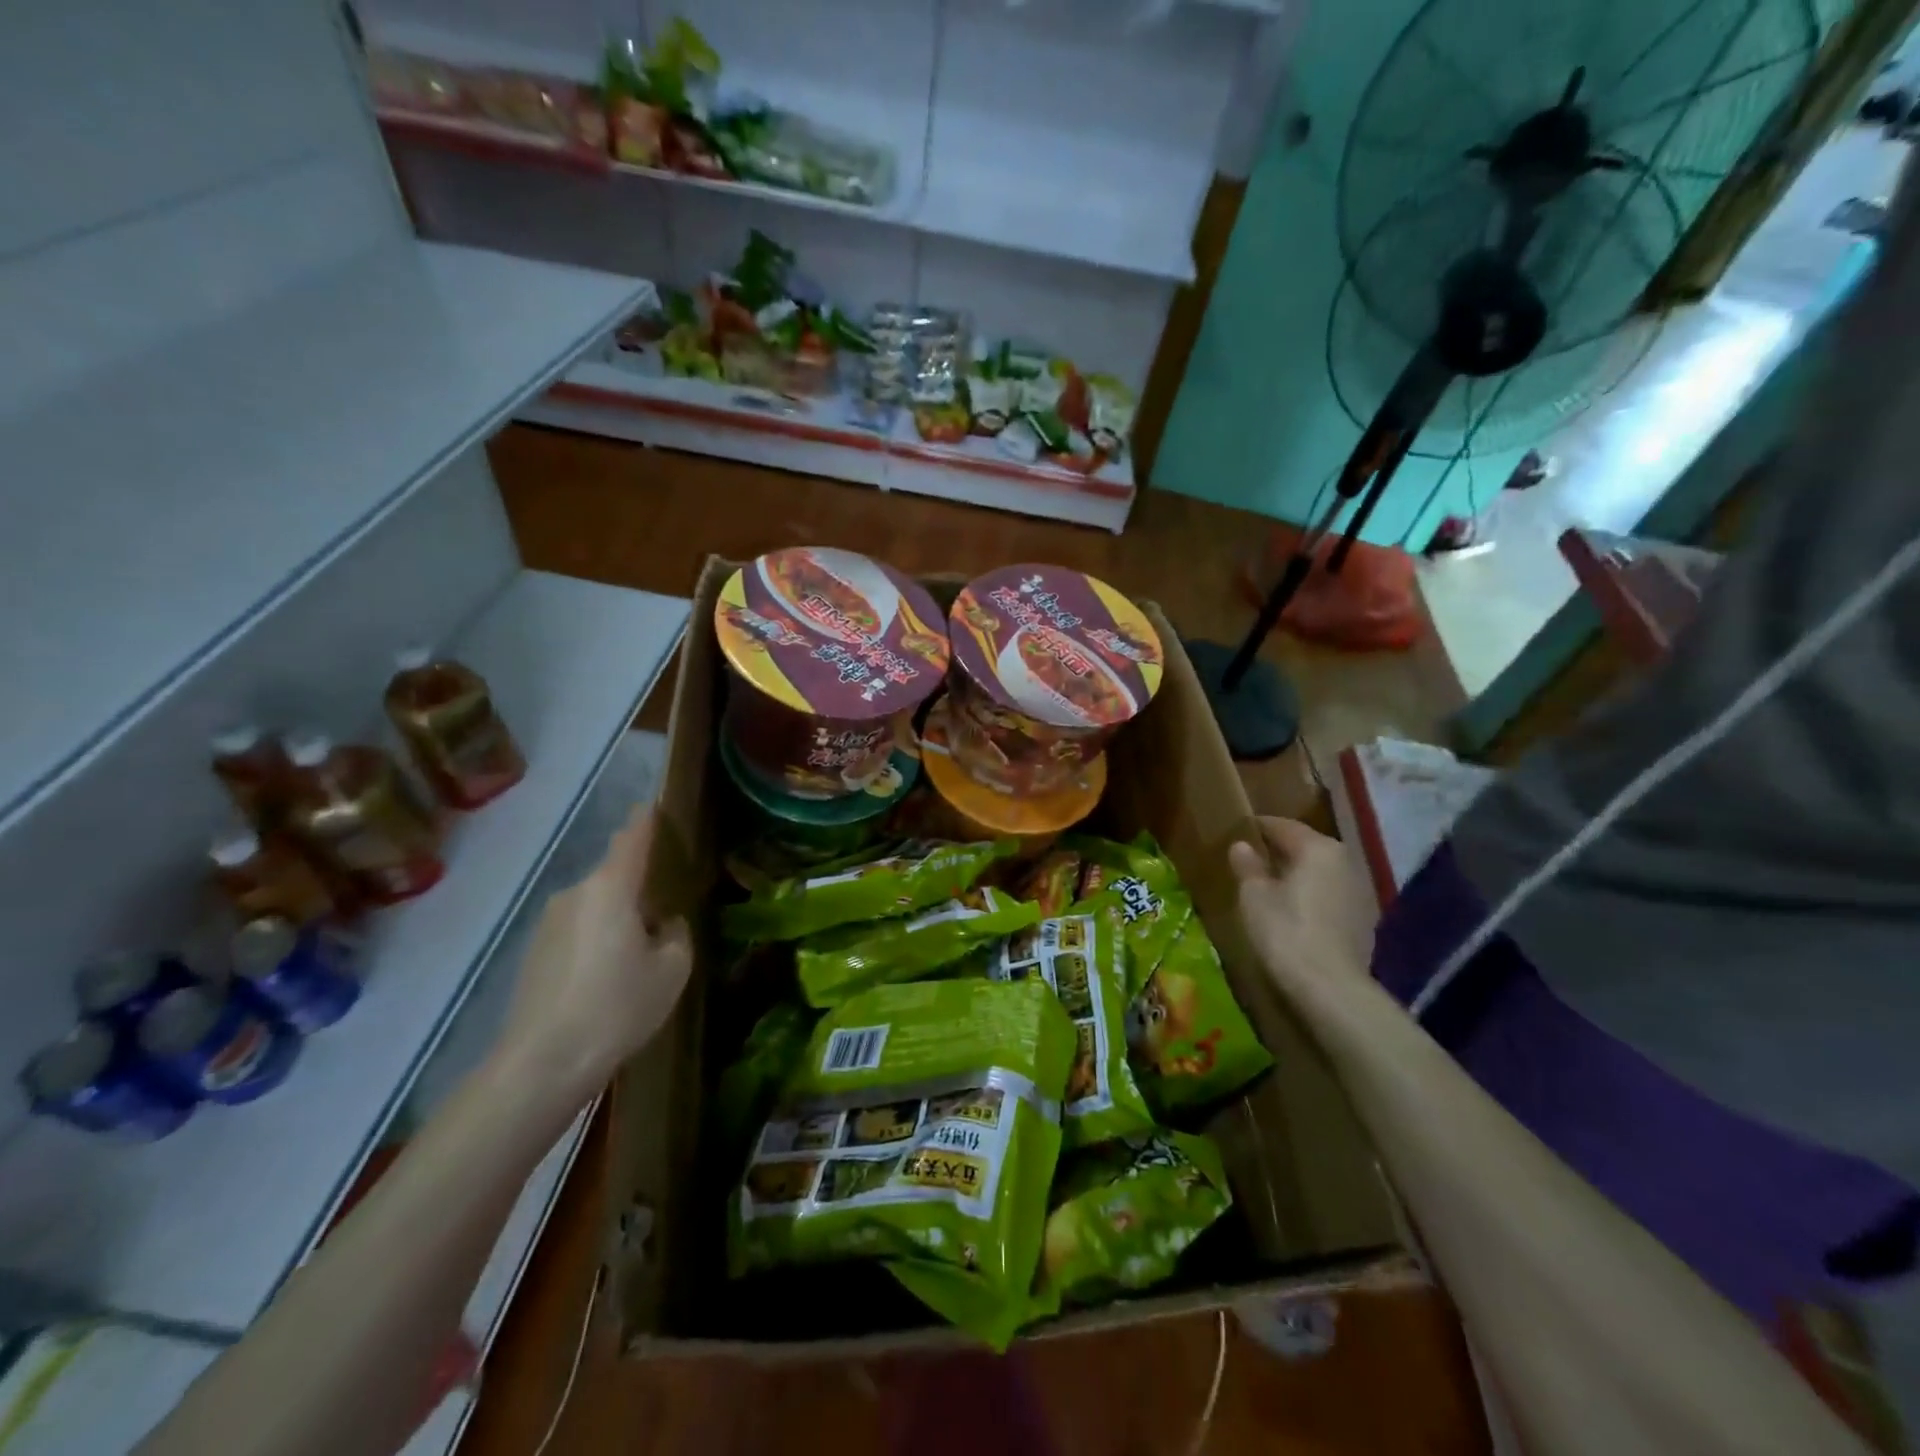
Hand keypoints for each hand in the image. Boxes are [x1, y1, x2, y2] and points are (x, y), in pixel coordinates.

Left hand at [496, 804, 692, 1101]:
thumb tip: (663, 924)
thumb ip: (676, 935)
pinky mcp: (533, 953)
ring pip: (595, 906)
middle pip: (613, 876)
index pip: (632, 838)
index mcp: (611, 888)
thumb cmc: (617, 1007)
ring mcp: (548, 924)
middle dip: (638, 885)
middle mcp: (574, 894)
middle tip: (665, 908)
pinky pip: (577, 931)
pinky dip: (597, 940)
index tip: (654, 804)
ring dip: (617, 917)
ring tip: (638, 952)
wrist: (541, 1063)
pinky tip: (608, 977)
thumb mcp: (672, 970)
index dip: (646, 820)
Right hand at [1229, 817, 1378, 1017]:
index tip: (1239, 830)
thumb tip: (1241, 846)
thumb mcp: (1254, 896)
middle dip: (1281, 850)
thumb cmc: (1286, 932)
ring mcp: (1360, 891)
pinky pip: (1331, 895)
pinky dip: (1313, 896)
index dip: (1259, 827)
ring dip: (1299, 875)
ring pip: (1321, 872)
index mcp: (1318, 848)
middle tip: (1253, 857)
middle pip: (1307, 847)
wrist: (1332, 988)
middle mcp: (1345, 861)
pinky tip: (1295, 911)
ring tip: (1272, 885)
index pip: (1283, 826)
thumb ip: (1247, 866)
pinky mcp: (1365, 920)